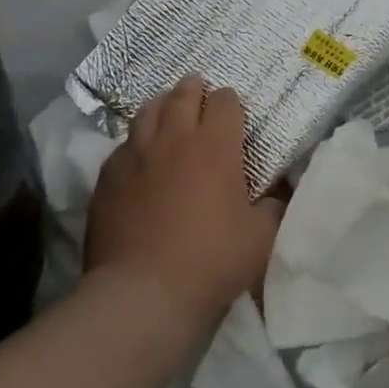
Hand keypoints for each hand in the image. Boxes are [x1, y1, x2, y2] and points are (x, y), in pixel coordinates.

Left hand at [85, 76, 281, 331]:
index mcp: (215, 145)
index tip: (235, 118)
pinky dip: (134, 144)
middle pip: (183, 94)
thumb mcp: (261, 238)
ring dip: (162, 107)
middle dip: (195, 90)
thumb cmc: (210, 261)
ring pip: (148, 111)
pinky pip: (122, 146)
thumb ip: (274, 206)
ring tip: (168, 115)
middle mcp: (174, 138)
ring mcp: (136, 155)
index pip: (225, 100)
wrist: (142, 297)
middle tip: (200, 98)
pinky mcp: (107, 178)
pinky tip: (138, 159)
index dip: (231, 104)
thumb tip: (281, 191)